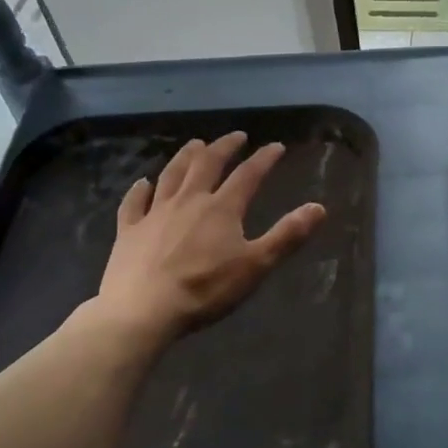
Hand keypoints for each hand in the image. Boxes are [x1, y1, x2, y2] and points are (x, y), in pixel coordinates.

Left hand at [85, 132, 325, 347]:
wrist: (142, 311)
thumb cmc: (205, 290)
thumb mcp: (256, 265)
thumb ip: (287, 235)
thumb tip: (319, 207)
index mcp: (221, 209)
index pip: (248, 175)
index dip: (264, 159)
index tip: (276, 147)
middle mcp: (188, 201)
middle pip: (206, 164)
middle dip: (223, 147)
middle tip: (236, 136)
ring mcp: (154, 214)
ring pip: (171, 175)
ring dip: (185, 156)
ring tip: (195, 144)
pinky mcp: (129, 231)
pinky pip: (134, 203)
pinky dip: (140, 190)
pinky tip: (143, 183)